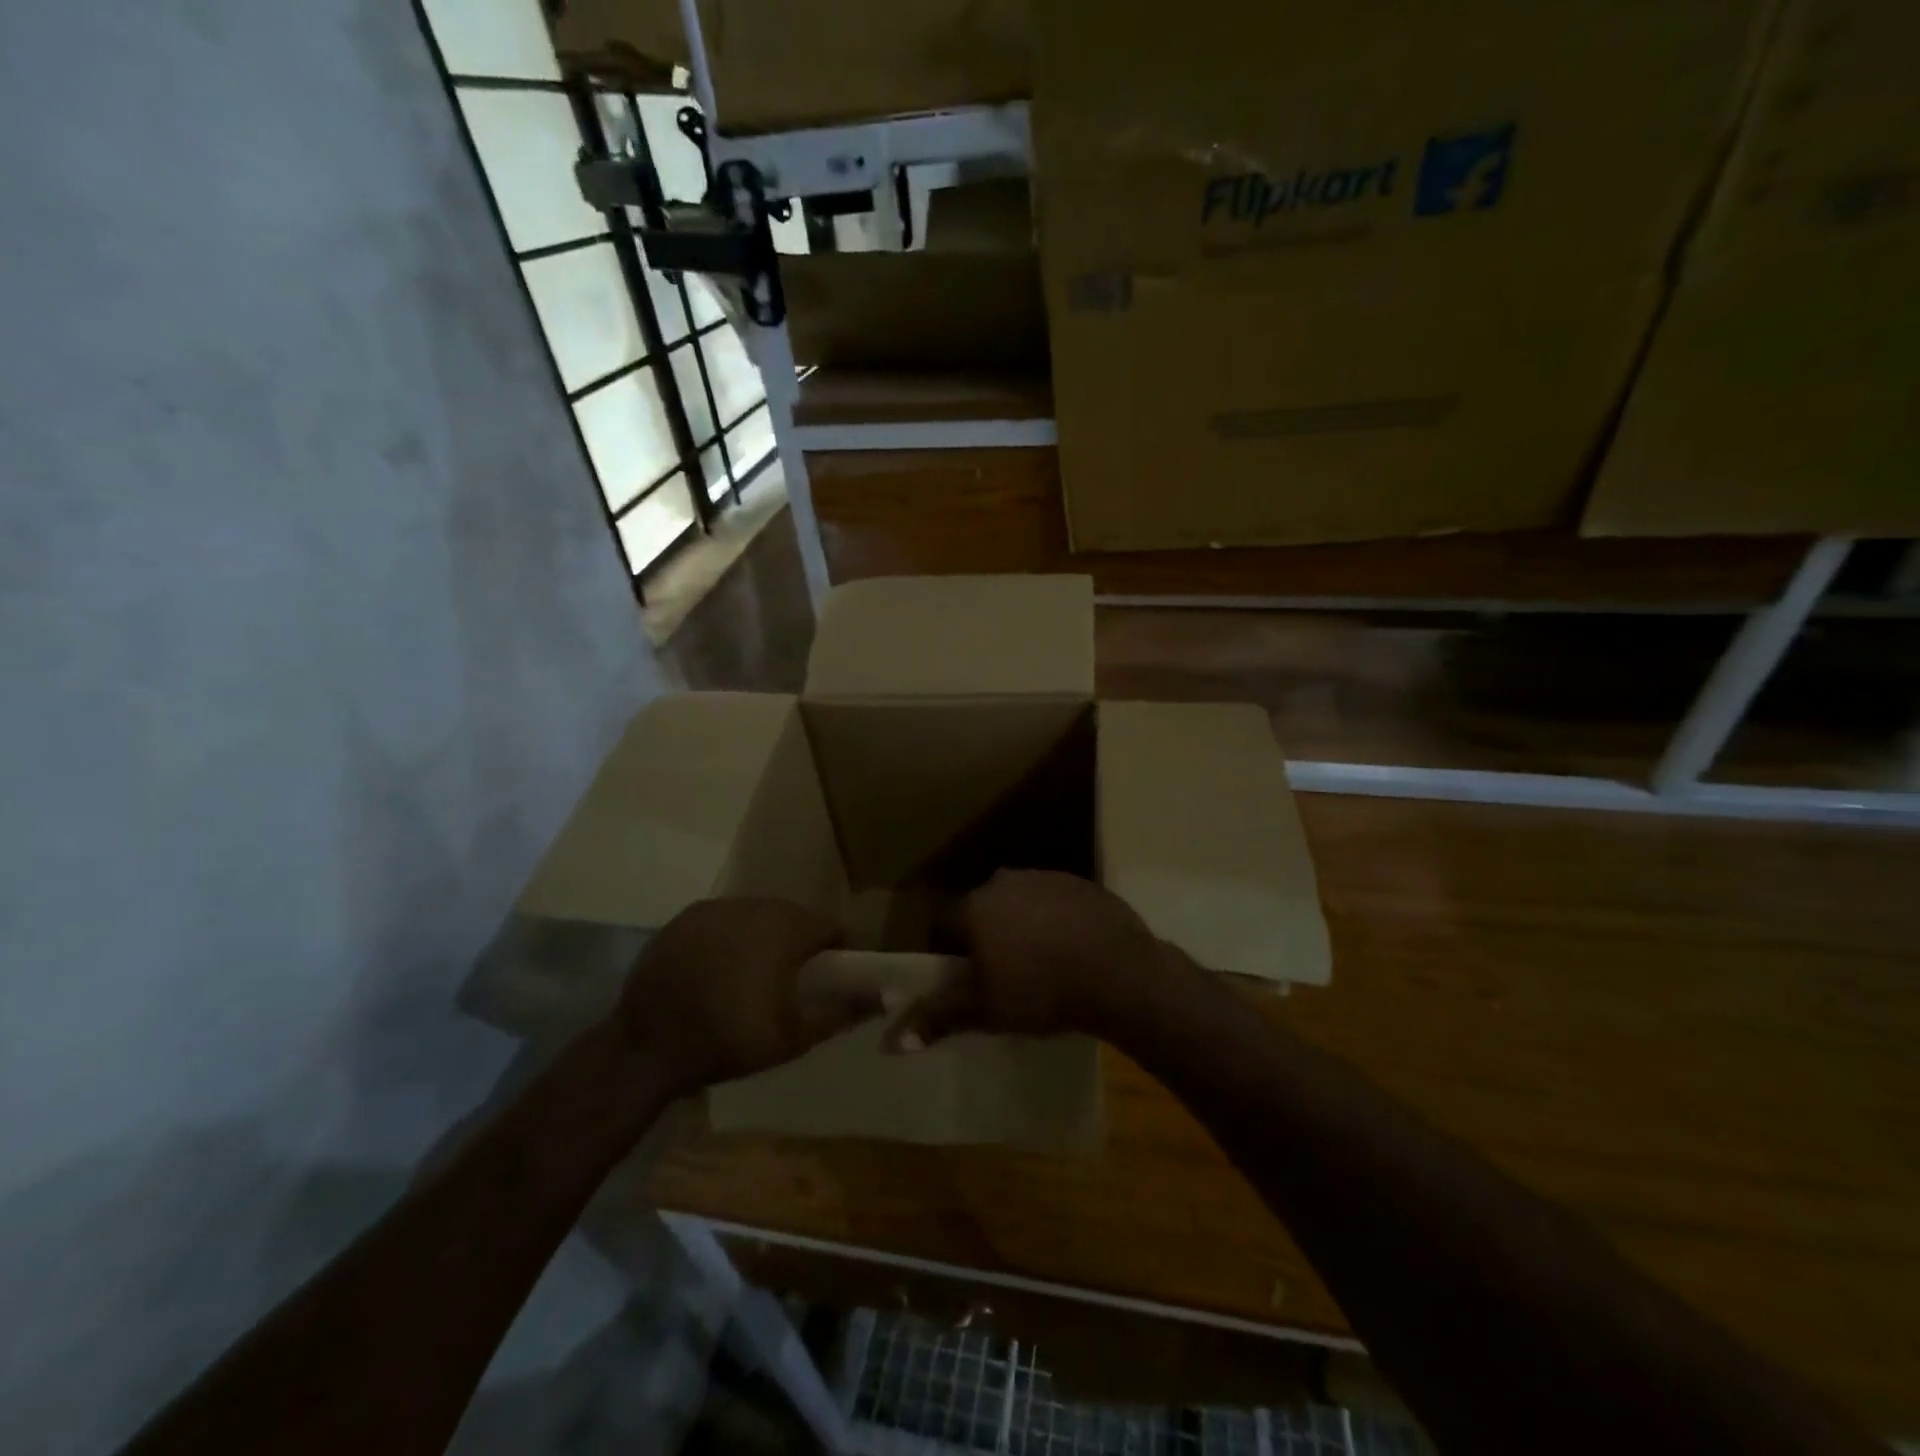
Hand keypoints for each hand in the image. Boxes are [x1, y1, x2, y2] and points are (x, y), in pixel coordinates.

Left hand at [612, 898, 874, 1094]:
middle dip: (799, 942)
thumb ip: (842, 1012)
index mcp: (785, 930)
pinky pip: (724, 919)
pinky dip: (731, 937)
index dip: (835, 950)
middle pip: (793, 917)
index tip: (830, 976)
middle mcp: (754, 906)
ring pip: (757, 915)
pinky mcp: (685, 917)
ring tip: (754, 973)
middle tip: (792, 979)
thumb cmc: (729, 1041)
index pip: (828, 927)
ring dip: (764, 936)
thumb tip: (884, 996)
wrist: (647, 1047)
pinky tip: (720, 967)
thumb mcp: (793, 1036)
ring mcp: (716, 909)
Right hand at [885, 870, 1170, 1049]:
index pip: (944, 924)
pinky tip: (1072, 950)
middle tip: (1003, 975)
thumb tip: (893, 1041)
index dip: (948, 952)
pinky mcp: (1081, 883)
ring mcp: (1046, 877)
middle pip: (982, 910)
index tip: (963, 979)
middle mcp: (1004, 881)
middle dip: (986, 937)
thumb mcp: (986, 1010)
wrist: (1119, 973)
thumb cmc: (1042, 991)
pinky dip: (1055, 920)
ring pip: (1019, 903)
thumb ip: (939, 1017)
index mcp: (975, 906)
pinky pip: (1055, 902)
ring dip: (1021, 926)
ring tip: (1042, 965)